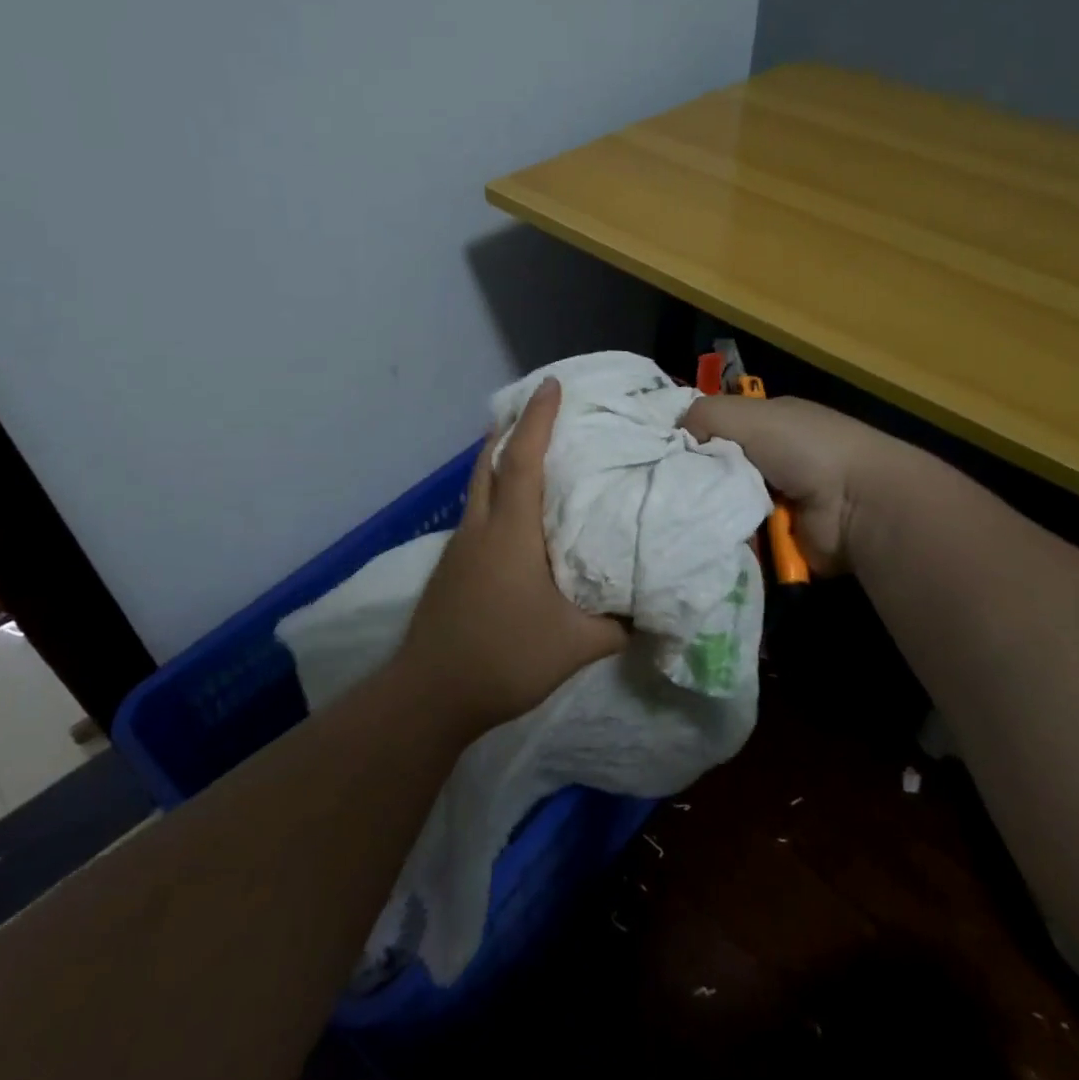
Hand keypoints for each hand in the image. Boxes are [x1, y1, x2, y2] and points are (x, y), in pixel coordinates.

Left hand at [395, 377, 626, 731]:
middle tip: (534, 408)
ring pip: (476, 489)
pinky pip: (475, 515)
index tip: (551, 385)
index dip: (537, 419)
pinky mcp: (450, 570)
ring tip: (523, 451)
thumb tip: (648, 612)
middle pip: (487, 463)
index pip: (522, 460)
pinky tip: (511, 518)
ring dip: (496, 461)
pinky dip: (492, 496)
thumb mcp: (576, 646)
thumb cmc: (504, 658)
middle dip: (509, 429)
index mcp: (510, 533)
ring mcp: (459, 549)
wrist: (429, 694)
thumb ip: (617, 625)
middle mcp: (479, 529)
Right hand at [681, 394, 901, 574]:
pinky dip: (723, 536)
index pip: (716, 426)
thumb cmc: (805, 448)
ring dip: (706, 510)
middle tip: (661, 488)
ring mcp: (775, 500)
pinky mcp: (776, 538)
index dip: (688, 436)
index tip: (656, 451)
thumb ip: (705, 414)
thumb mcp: (750, 414)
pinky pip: (736, 535)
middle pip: (714, 468)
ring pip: (721, 504)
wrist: (856, 505)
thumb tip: (675, 435)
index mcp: (769, 423)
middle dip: (692, 477)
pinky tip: (702, 535)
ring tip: (677, 515)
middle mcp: (771, 459)